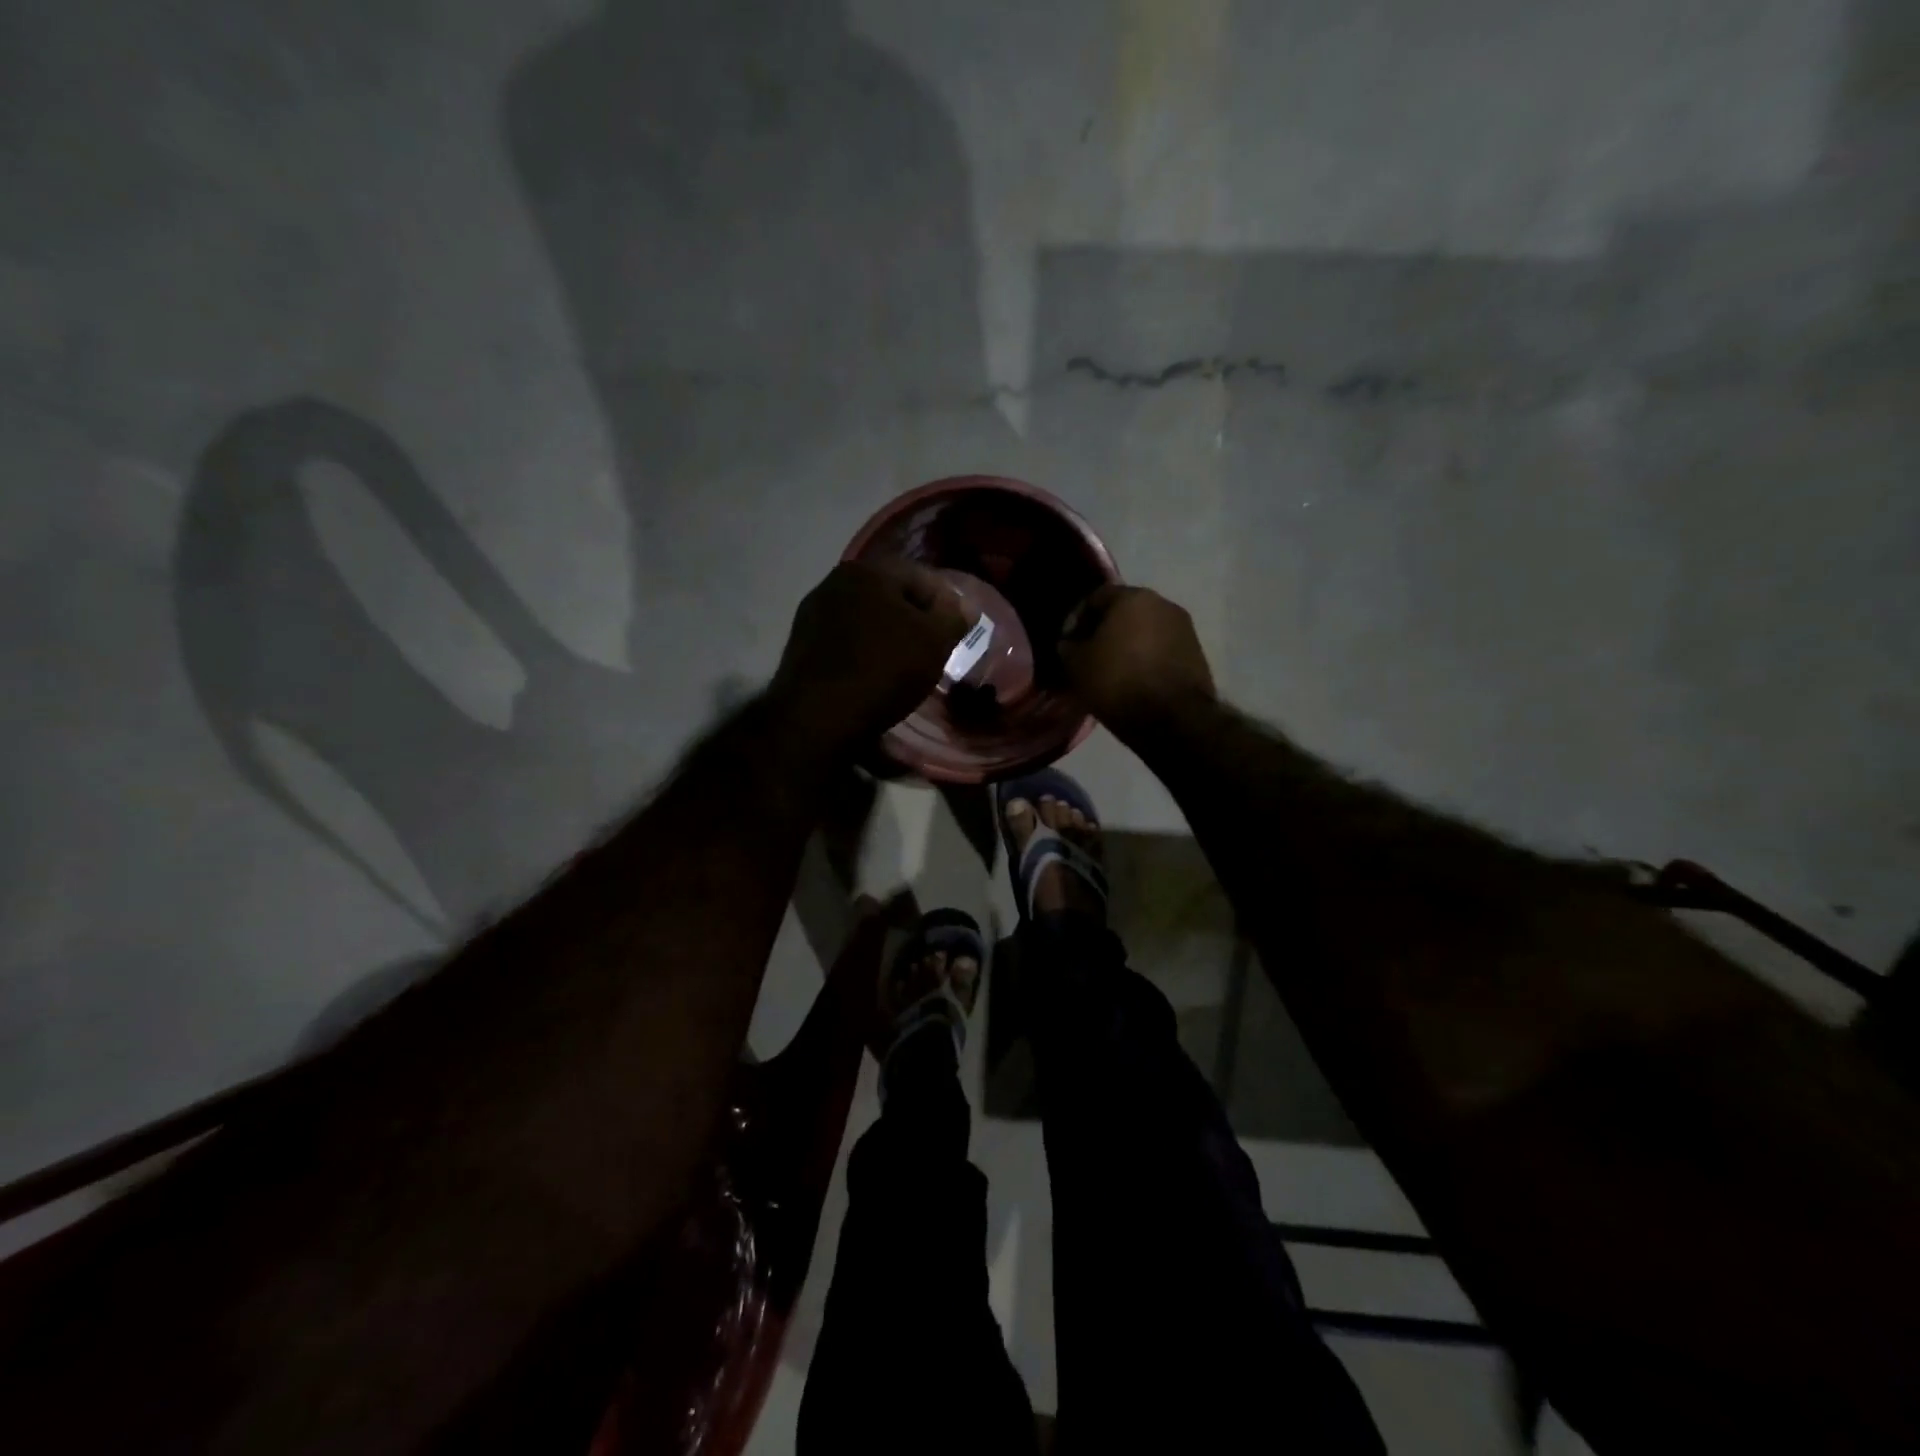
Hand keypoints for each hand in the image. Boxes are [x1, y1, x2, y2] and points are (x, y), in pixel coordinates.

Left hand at [769, 560, 969, 755]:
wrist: (818, 718)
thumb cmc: (884, 670)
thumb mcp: (934, 642)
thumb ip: (953, 618)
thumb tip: (962, 606)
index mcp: (867, 570)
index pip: (920, 576)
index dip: (946, 603)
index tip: (957, 633)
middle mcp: (834, 583)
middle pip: (889, 596)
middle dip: (914, 619)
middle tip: (934, 649)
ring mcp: (812, 615)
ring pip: (865, 620)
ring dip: (887, 637)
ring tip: (905, 667)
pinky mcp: (800, 647)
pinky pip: (845, 642)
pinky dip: (864, 653)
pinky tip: (873, 677)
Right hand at [1058, 584, 1215, 736]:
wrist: (1173, 719)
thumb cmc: (1118, 682)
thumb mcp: (1077, 665)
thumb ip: (1068, 647)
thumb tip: (1069, 643)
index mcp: (1133, 597)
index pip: (1096, 597)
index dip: (1077, 619)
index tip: (1068, 643)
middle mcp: (1164, 604)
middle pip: (1125, 612)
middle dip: (1105, 631)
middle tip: (1089, 656)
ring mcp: (1185, 629)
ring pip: (1146, 632)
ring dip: (1128, 646)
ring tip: (1113, 672)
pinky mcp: (1197, 655)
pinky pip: (1162, 650)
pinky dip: (1147, 660)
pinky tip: (1135, 681)